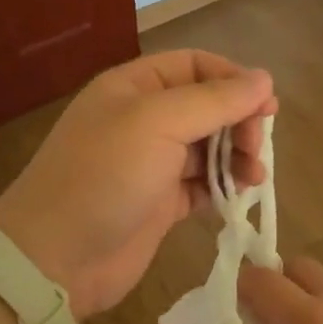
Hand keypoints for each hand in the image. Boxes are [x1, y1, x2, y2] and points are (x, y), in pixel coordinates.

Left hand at [0, 50, 275, 321]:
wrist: (56, 257)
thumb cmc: (104, 177)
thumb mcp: (157, 123)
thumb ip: (214, 100)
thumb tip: (264, 78)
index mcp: (134, 88)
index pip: (194, 66)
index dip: (233, 79)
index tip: (266, 106)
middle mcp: (143, 120)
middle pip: (206, 106)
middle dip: (238, 121)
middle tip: (257, 148)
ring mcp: (151, 163)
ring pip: (208, 147)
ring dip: (236, 156)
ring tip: (254, 176)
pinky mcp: (160, 202)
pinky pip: (202, 184)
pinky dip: (223, 187)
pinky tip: (238, 195)